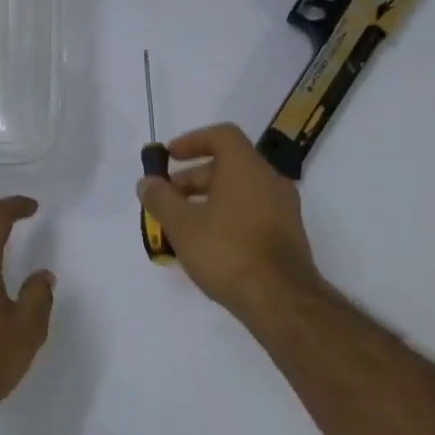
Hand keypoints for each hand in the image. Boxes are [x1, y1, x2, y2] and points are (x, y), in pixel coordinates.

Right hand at [136, 123, 323, 322]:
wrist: (280, 299)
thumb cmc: (226, 252)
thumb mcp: (182, 225)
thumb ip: (160, 199)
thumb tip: (147, 183)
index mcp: (246, 168)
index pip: (221, 135)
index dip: (192, 141)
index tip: (169, 157)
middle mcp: (270, 180)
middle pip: (228, 165)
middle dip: (192, 178)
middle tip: (166, 198)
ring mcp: (283, 209)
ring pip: (239, 191)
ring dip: (207, 200)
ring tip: (181, 225)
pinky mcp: (286, 235)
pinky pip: (251, 212)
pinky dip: (226, 217)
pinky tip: (206, 244)